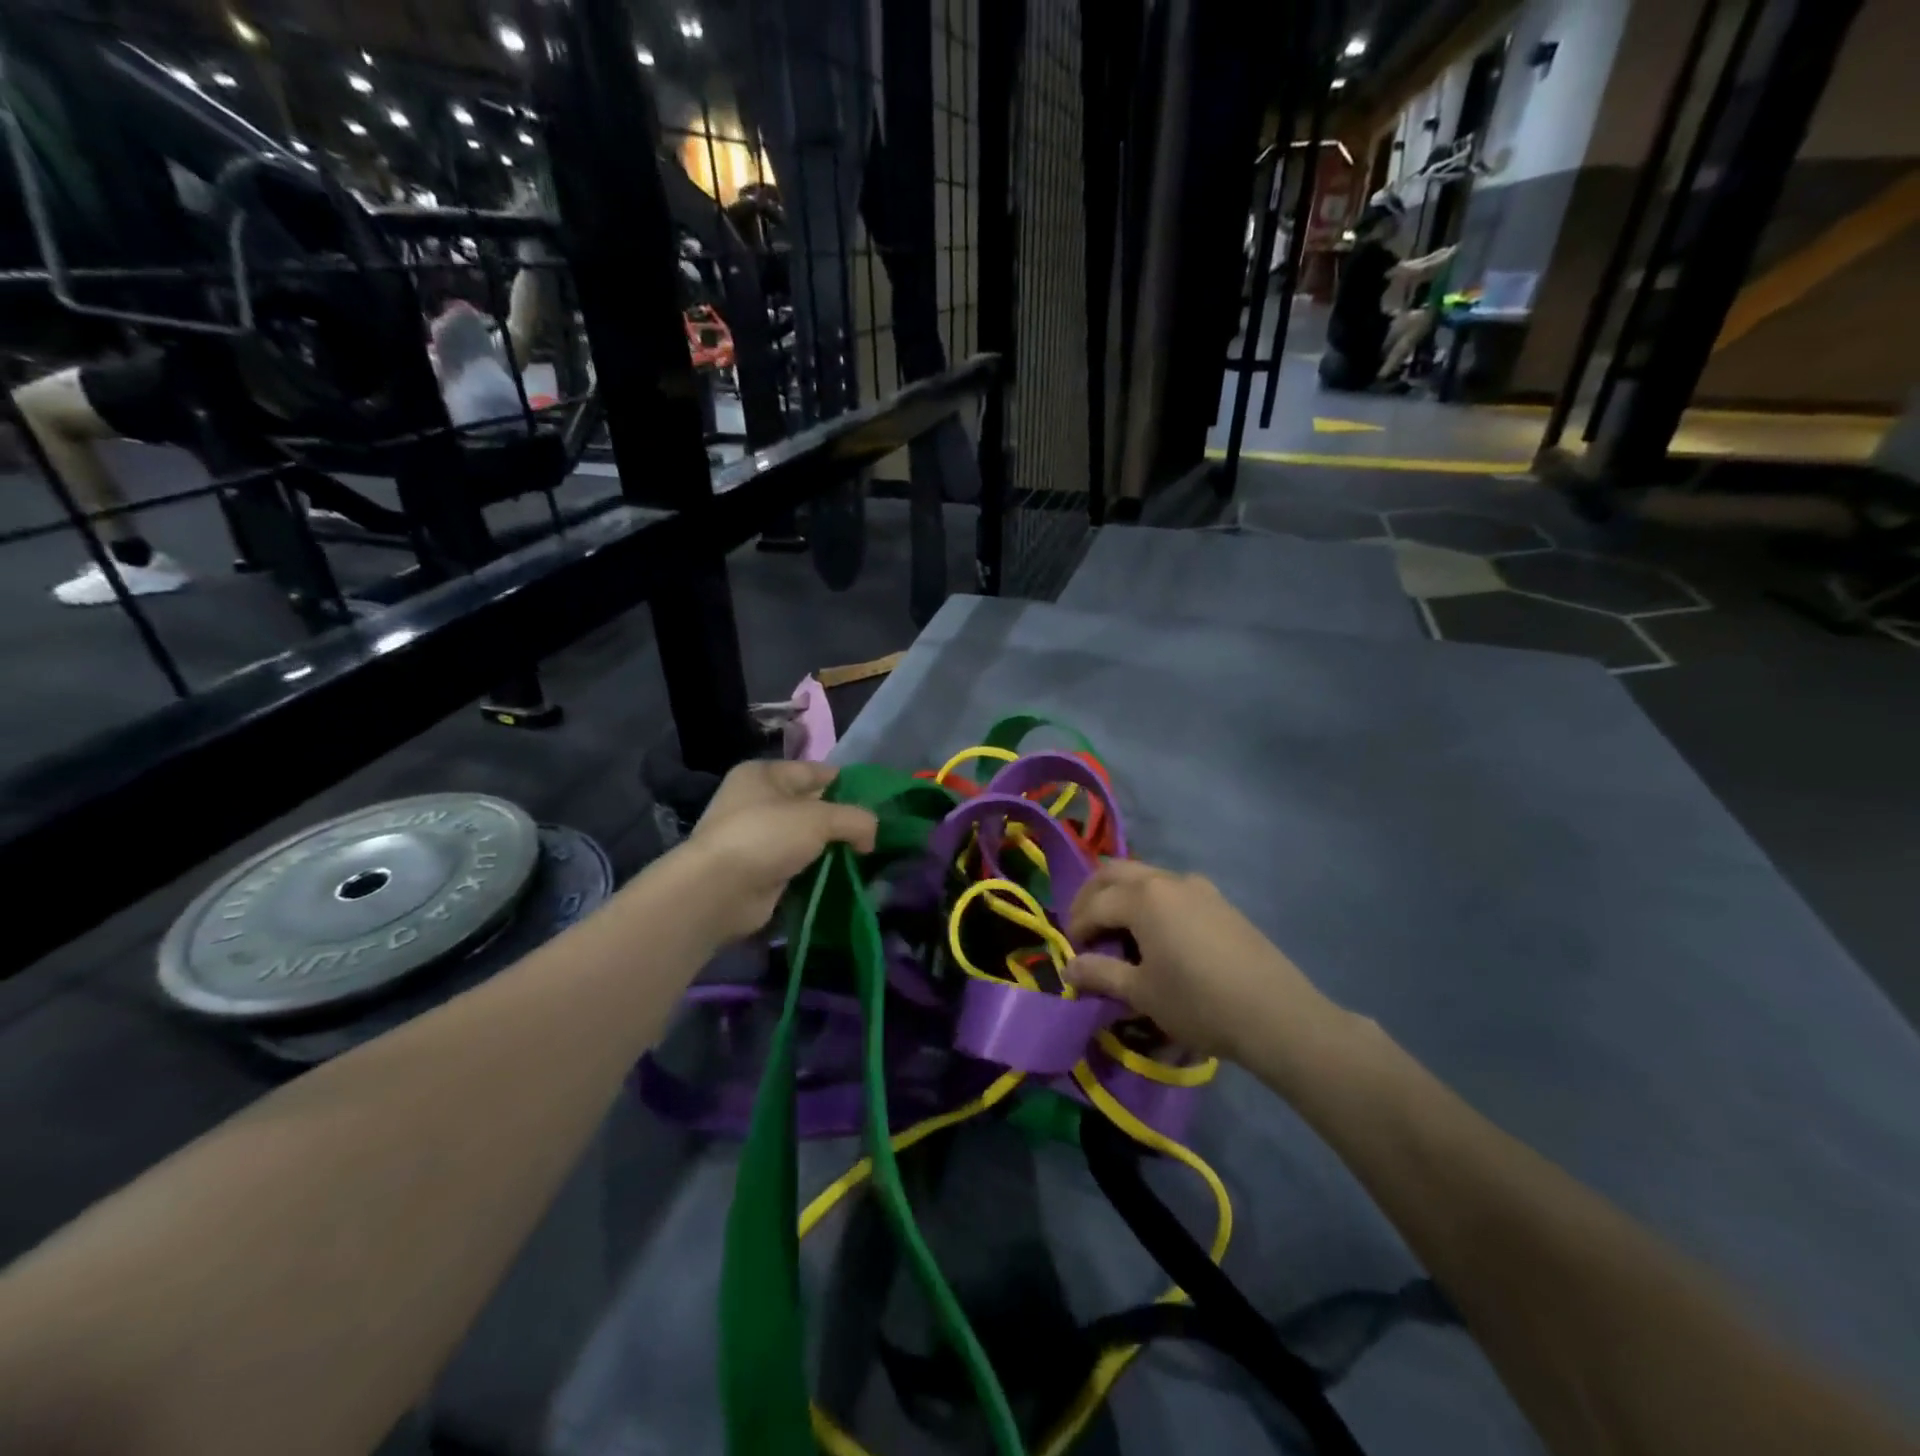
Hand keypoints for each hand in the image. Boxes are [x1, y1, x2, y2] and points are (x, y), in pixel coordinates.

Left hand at [680, 761, 877, 941]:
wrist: (719, 890)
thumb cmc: (767, 836)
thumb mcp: (820, 818)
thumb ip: (855, 819)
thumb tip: (872, 835)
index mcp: (764, 774)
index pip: (814, 771)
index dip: (845, 783)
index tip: (876, 801)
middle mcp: (756, 801)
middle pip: (811, 805)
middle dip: (841, 819)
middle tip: (874, 833)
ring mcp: (756, 837)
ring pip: (805, 837)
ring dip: (830, 847)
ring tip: (864, 856)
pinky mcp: (758, 870)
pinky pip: (797, 863)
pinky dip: (816, 869)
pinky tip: (842, 875)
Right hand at [1063, 860, 1340, 1068]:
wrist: (1276, 1014)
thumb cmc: (1198, 1003)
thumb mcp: (1141, 993)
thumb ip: (1100, 974)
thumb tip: (1069, 969)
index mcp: (1142, 897)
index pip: (1094, 904)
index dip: (1076, 927)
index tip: (1071, 955)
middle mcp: (1166, 880)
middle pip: (1114, 873)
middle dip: (1091, 896)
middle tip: (1083, 928)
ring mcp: (1197, 886)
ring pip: (1144, 876)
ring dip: (1121, 895)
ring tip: (1117, 930)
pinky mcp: (1219, 901)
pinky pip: (1171, 888)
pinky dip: (1150, 900)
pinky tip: (1157, 933)